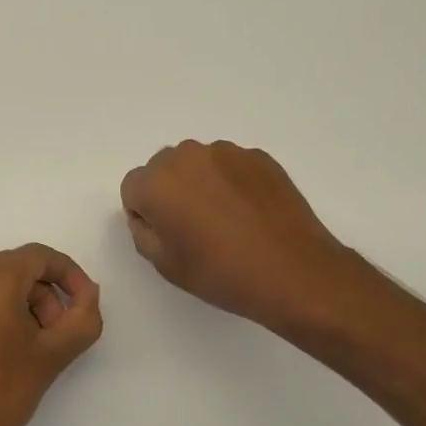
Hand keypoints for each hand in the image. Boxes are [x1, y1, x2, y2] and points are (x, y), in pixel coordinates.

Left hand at [0, 244, 102, 425]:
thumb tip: (86, 295)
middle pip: (17, 269)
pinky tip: (6, 353)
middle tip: (60, 334)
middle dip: (47, 295)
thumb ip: (83, 317)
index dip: (70, 276)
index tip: (85, 306)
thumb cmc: (2, 392)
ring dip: (24, 306)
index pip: (40, 257)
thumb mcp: (54, 354)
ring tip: (35, 348)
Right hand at [120, 140, 366, 330]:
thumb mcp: (165, 264)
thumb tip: (149, 214)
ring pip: (198, 164)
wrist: (293, 270)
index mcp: (157, 183)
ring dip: (201, 184)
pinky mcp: (259, 157)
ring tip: (225, 221)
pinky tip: (249, 214)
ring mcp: (227, 153)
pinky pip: (230, 166)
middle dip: (170, 192)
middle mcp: (187, 156)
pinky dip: (231, 183)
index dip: (144, 213)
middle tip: (193, 228)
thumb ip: (143, 231)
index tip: (166, 235)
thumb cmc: (221, 272)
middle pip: (163, 169)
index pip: (132, 187)